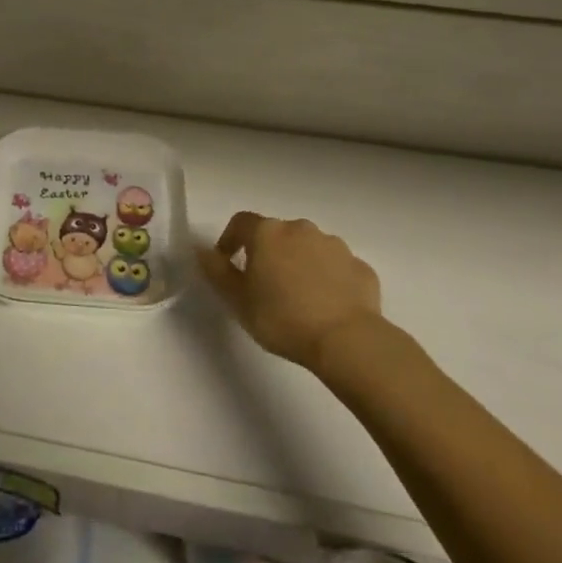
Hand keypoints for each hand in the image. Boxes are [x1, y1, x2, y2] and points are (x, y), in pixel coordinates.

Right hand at [198, 212, 382, 370]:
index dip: (230, 240)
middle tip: (264, 286)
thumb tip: (201, 250)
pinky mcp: (360, 267)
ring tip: (299, 298)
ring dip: (299, 264)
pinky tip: (327, 306)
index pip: (240, 222)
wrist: (346, 340)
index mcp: (267, 233)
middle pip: (276, 234)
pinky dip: (328, 279)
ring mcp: (334, 245)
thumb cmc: (282, 318)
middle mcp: (300, 229)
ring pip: (308, 248)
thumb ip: (216, 271)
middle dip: (268, 253)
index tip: (228, 263)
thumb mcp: (238, 300)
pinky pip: (336, 267)